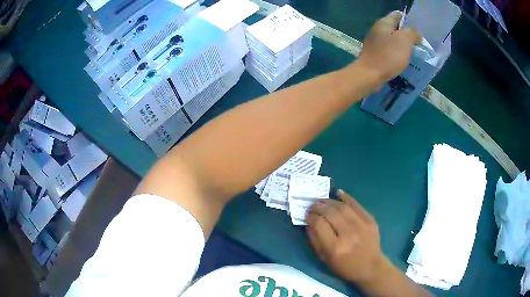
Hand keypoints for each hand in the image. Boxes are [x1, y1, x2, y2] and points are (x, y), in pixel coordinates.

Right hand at [306, 190, 382, 283]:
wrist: (371, 267)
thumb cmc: (345, 267)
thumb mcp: (325, 259)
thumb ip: (315, 241)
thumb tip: (309, 223)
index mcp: (335, 247)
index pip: (319, 224)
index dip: (310, 217)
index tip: (307, 215)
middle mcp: (348, 234)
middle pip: (330, 213)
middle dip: (318, 206)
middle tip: (312, 205)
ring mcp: (361, 226)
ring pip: (342, 207)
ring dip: (329, 201)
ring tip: (322, 200)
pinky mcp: (370, 220)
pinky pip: (356, 205)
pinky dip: (346, 197)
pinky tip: (338, 193)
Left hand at [356, 11, 421, 83]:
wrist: (370, 74)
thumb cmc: (388, 55)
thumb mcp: (404, 40)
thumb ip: (412, 33)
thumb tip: (416, 33)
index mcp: (383, 23)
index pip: (398, 15)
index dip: (409, 20)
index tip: (419, 30)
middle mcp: (378, 30)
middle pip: (396, 28)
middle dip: (407, 34)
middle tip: (419, 43)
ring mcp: (375, 42)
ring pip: (393, 40)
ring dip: (403, 45)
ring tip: (414, 53)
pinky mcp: (375, 54)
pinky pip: (389, 50)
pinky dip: (397, 54)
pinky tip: (404, 61)